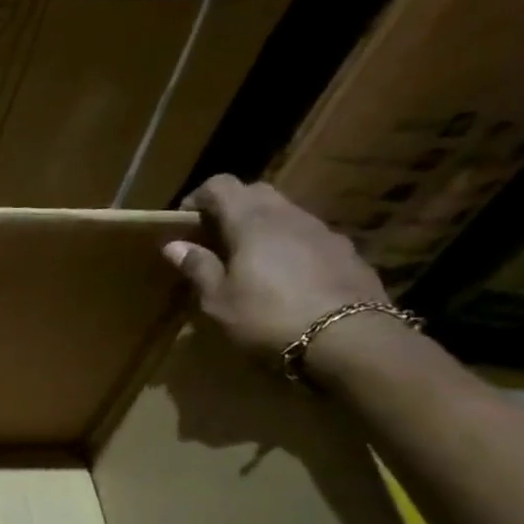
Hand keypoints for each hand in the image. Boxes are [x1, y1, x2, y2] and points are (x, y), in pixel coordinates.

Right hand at [162, 175, 389, 364]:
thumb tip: (174, 245)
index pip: (221, 185)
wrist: (349, 338)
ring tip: (249, 259)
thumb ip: (198, 267)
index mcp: (251, 221)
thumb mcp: (219, 300)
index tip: (184, 221)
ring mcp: (322, 231)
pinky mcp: (346, 251)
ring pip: (285, 212)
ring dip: (262, 225)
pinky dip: (288, 244)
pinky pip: (308, 236)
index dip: (199, 196)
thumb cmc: (268, 317)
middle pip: (256, 192)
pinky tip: (285, 276)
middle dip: (231, 206)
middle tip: (214, 237)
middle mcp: (288, 215)